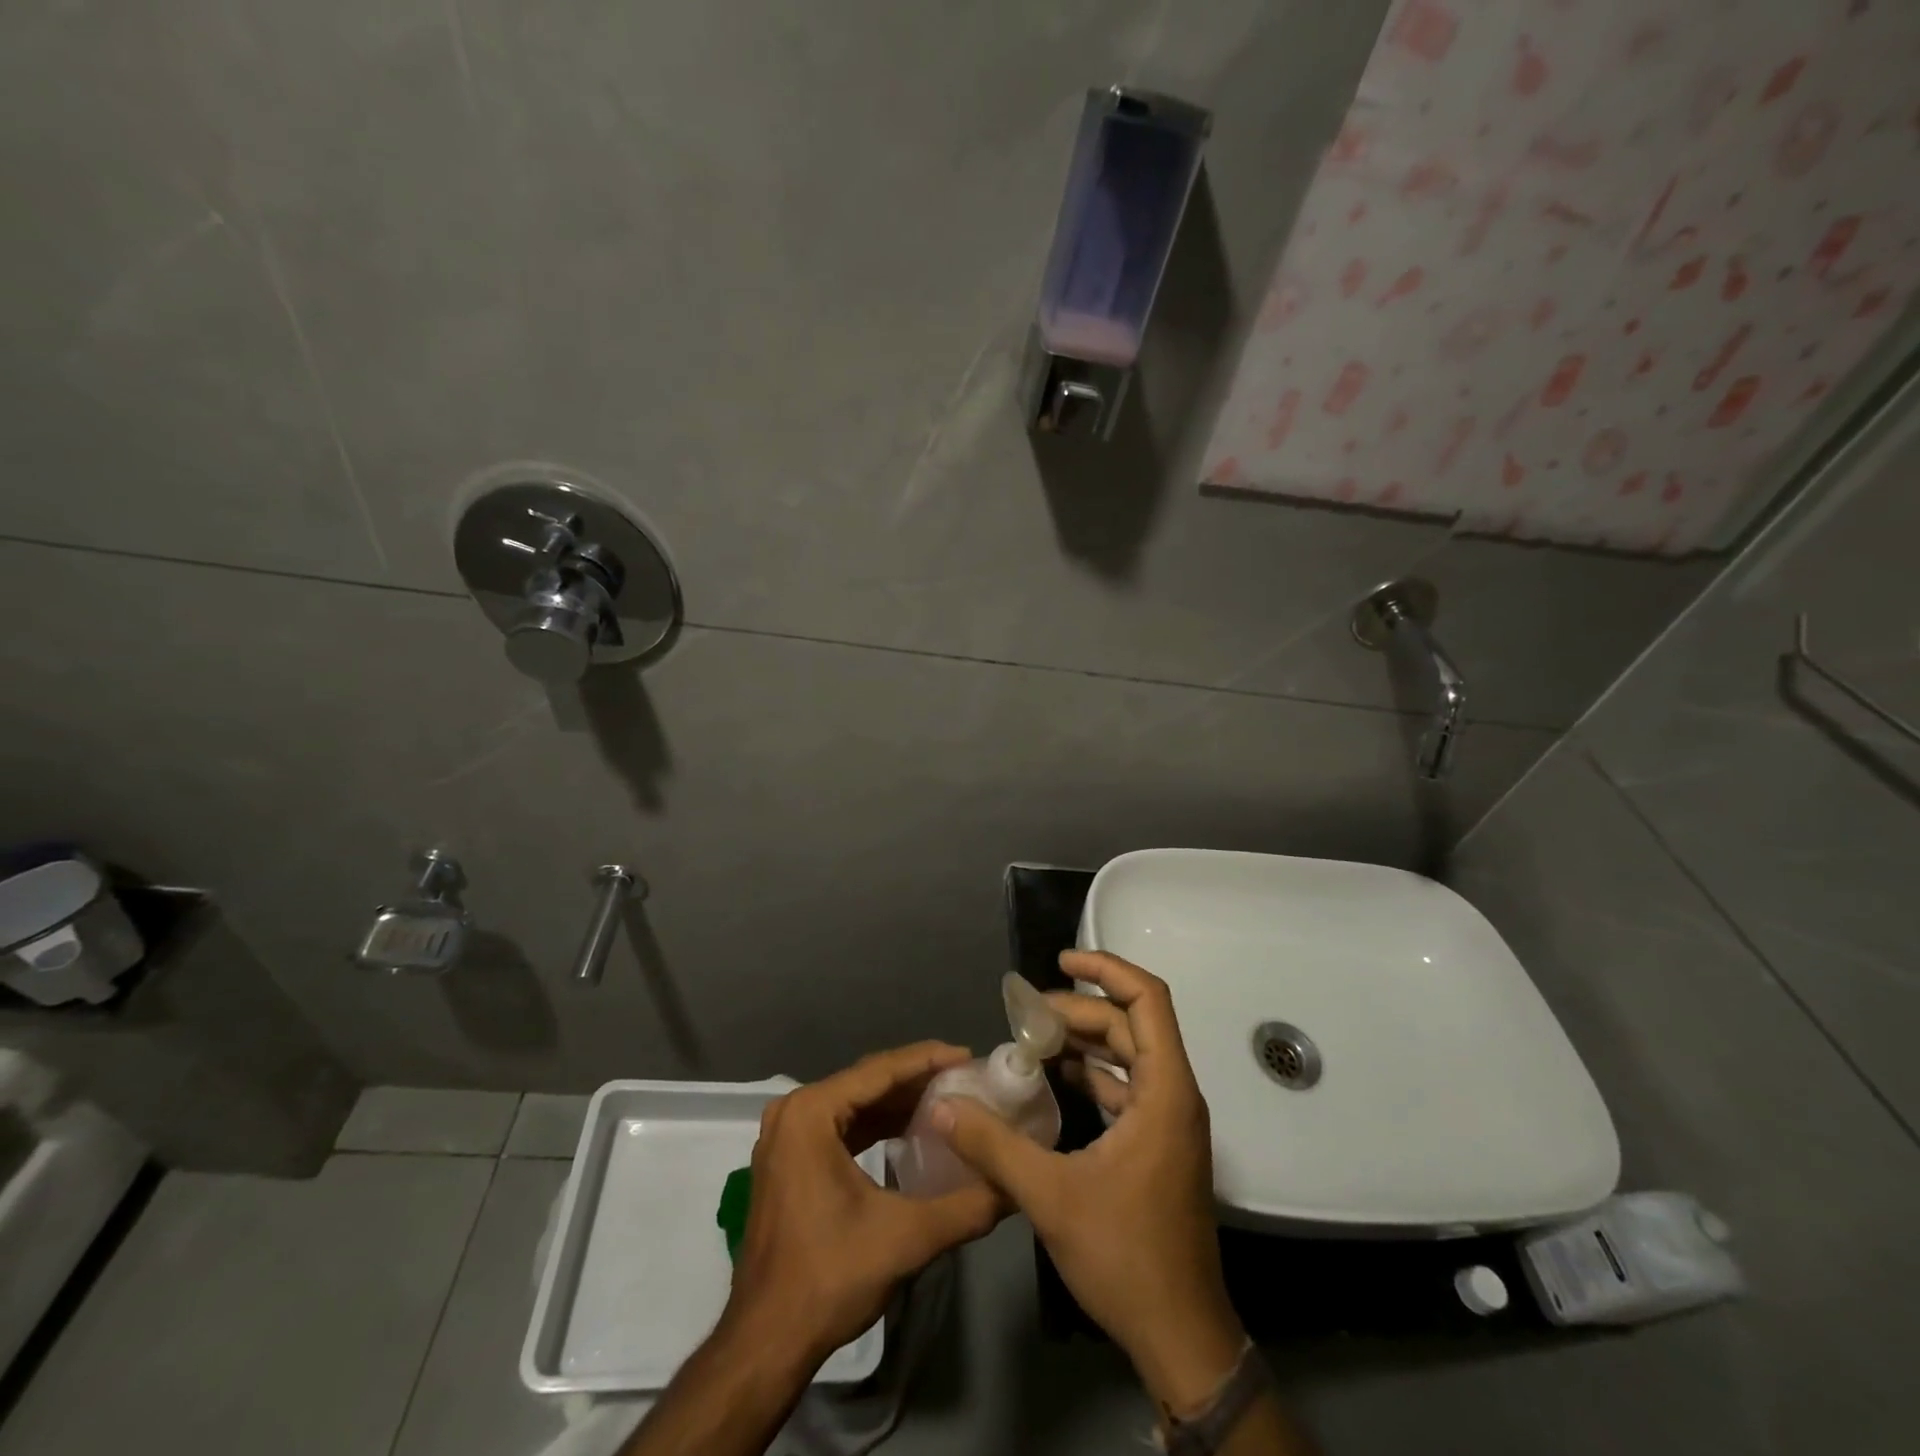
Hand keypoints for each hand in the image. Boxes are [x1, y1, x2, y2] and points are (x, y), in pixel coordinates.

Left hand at [723, 1042, 1004, 1369]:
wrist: (767, 1342)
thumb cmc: (830, 1277)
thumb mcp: (906, 1237)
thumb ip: (966, 1206)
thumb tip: (1014, 1186)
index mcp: (811, 1112)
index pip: (879, 1070)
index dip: (928, 1060)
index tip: (969, 1055)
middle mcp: (793, 1111)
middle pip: (866, 1082)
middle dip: (917, 1079)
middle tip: (965, 1077)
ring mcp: (787, 1136)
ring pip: (854, 1104)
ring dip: (898, 1102)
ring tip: (948, 1098)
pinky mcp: (789, 1160)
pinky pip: (841, 1126)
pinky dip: (876, 1125)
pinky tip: (911, 1130)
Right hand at [934, 952, 1246, 1413]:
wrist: (1181, 1337)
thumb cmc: (1126, 1258)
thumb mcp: (1051, 1197)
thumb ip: (994, 1145)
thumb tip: (944, 1106)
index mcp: (1165, 1091)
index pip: (1147, 999)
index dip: (1106, 969)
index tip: (1061, 962)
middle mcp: (1175, 1095)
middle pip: (1130, 1024)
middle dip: (1079, 1010)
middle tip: (1026, 1015)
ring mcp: (1169, 1121)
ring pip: (1129, 1054)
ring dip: (1085, 1040)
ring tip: (1033, 1038)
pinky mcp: (1158, 1145)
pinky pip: (1127, 1086)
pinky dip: (1093, 1073)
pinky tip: (1054, 1080)